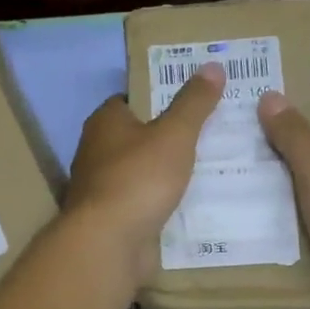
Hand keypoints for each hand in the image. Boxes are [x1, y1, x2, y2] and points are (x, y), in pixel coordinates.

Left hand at [65, 63, 224, 284]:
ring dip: (166, 172)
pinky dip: (161, 201)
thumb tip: (213, 66)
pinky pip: (143, 202)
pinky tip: (191, 203)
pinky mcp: (112, 218)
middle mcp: (97, 151)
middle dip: (168, 136)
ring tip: (209, 168)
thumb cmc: (139, 178)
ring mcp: (102, 187)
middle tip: (210, 133)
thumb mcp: (175, 134)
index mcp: (105, 122)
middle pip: (137, 136)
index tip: (193, 100)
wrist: (110, 243)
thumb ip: (194, 102)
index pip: (132, 99)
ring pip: (141, 171)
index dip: (160, 97)